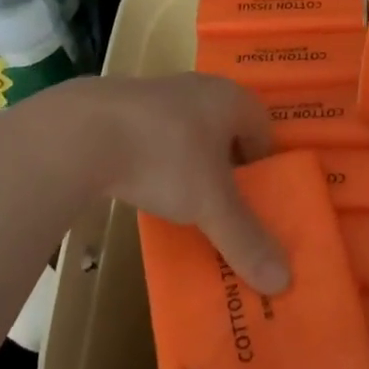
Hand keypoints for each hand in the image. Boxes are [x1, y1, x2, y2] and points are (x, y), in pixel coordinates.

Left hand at [69, 74, 290, 294]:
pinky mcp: (125, 106)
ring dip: (193, 164)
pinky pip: (158, 135)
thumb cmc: (165, 156)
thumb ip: (246, 240)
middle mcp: (200, 87)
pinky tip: (147, 185)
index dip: (263, 165)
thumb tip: (284, 281)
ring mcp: (160, 92)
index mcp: (230, 98)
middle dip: (228, 168)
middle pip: (227, 130)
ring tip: (185, 202)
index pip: (262, 127)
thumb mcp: (211, 204)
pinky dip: (160, 159)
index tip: (256, 201)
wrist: (85, 132)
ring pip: (191, 132)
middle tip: (224, 207)